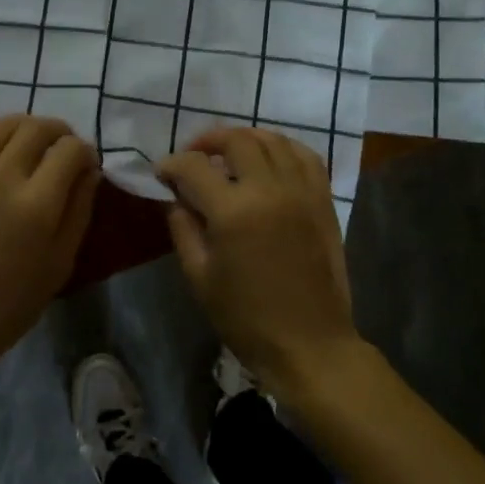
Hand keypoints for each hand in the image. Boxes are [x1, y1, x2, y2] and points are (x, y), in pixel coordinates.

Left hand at [0, 116, 99, 380]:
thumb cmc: (9, 305)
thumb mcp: (60, 263)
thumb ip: (78, 209)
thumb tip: (89, 170)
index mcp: (36, 206)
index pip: (70, 150)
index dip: (86, 151)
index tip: (87, 164)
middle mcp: (1, 179)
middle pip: (36, 128)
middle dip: (59, 131)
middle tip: (64, 148)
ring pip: (0, 125)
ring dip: (24, 126)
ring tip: (32, 141)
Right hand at [157, 127, 359, 402]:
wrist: (309, 344)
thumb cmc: (246, 318)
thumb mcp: (199, 277)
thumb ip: (183, 228)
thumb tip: (176, 197)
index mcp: (233, 211)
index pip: (193, 166)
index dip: (171, 164)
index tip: (161, 174)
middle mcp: (269, 190)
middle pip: (236, 140)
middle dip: (207, 141)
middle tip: (192, 157)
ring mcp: (301, 192)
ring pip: (272, 140)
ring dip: (244, 139)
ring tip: (228, 153)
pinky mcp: (322, 201)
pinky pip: (305, 156)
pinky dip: (282, 148)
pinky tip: (269, 159)